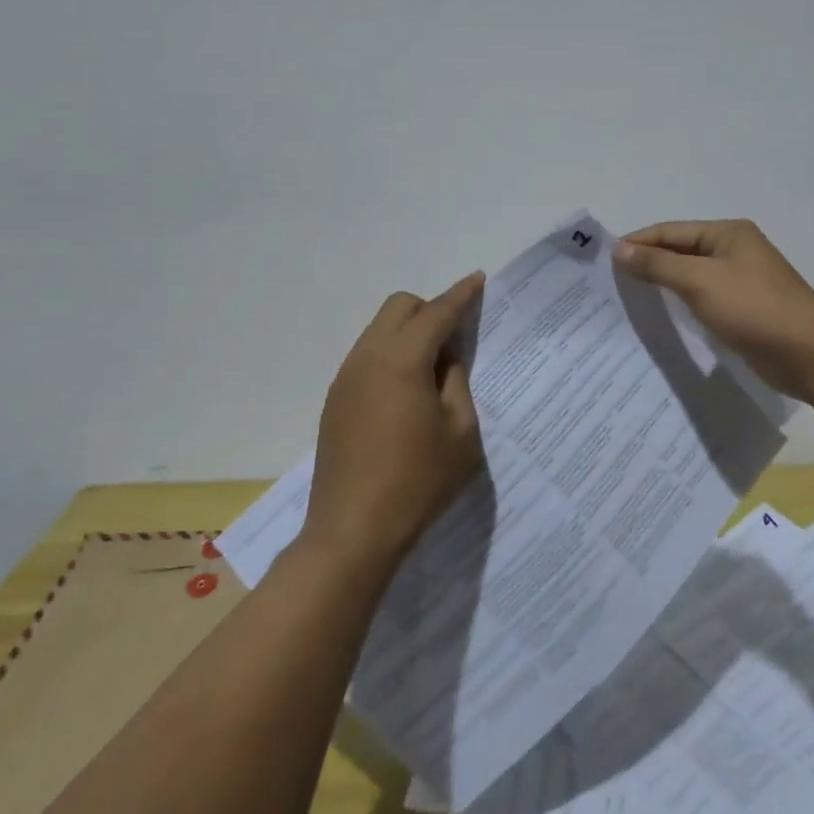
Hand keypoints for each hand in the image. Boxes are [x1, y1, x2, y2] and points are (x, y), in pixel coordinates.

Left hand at [305, 271, 486, 574]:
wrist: (352, 532)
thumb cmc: (417, 482)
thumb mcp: (460, 433)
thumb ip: (456, 383)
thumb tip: (446, 359)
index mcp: (401, 361)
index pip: (436, 312)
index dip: (461, 295)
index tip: (478, 280)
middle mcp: (367, 358)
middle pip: (399, 307)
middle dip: (429, 309)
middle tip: (456, 337)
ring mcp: (346, 378)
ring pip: (379, 330)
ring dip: (408, 333)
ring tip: (434, 370)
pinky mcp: (336, 400)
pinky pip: (367, 356)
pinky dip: (391, 356)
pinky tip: (406, 393)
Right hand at [615, 220, 813, 401]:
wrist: (810, 354)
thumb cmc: (754, 308)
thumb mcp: (701, 281)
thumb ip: (659, 264)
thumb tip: (620, 249)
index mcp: (728, 233)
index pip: (671, 231)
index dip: (638, 242)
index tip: (605, 260)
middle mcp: (735, 251)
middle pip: (681, 251)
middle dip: (649, 263)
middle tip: (612, 282)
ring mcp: (742, 281)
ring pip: (692, 277)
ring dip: (664, 285)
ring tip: (630, 299)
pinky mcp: (745, 309)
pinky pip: (705, 299)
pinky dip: (683, 304)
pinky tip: (663, 318)